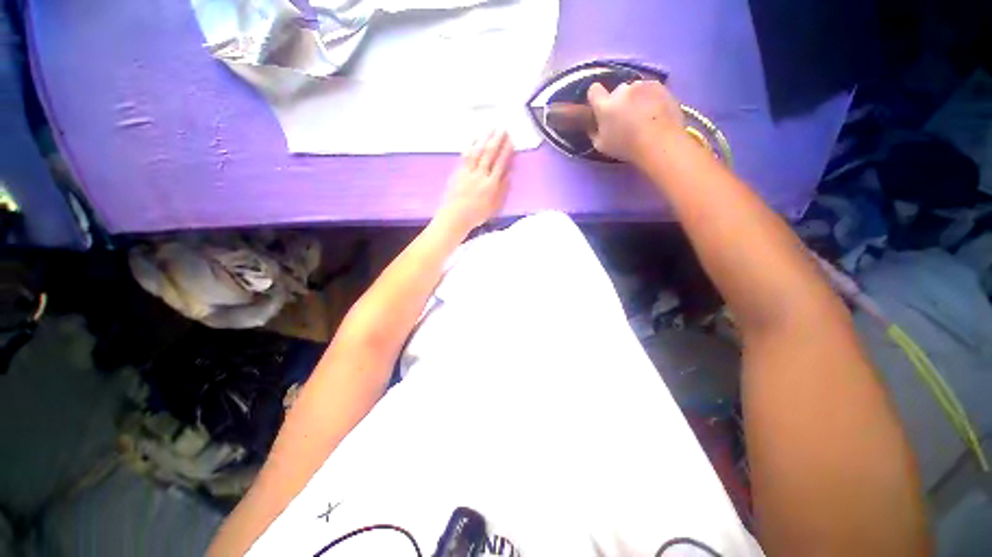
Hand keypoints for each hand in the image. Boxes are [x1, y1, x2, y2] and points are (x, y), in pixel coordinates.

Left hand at [436, 130, 513, 230]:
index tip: (511, 140)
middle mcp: (480, 176)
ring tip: (491, 129)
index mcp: (491, 185)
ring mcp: (468, 172)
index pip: (501, 163)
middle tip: (503, 128)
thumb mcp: (495, 206)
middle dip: (497, 140)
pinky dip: (471, 146)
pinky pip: (466, 156)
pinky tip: (475, 139)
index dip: (506, 151)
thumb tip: (509, 174)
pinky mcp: (459, 172)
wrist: (455, 217)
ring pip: (478, 152)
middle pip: (490, 154)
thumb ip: (503, 190)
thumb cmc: (476, 215)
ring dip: (485, 139)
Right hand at [587, 80, 683, 163]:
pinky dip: (651, 98)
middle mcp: (622, 90)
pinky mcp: (660, 86)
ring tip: (643, 116)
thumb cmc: (626, 147)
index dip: (596, 98)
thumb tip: (593, 125)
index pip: (594, 90)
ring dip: (636, 99)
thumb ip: (594, 132)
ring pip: (635, 89)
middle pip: (617, 91)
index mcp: (605, 105)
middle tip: (625, 118)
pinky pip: (651, 90)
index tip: (600, 108)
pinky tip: (655, 113)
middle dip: (619, 101)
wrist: (659, 142)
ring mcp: (642, 85)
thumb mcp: (601, 146)